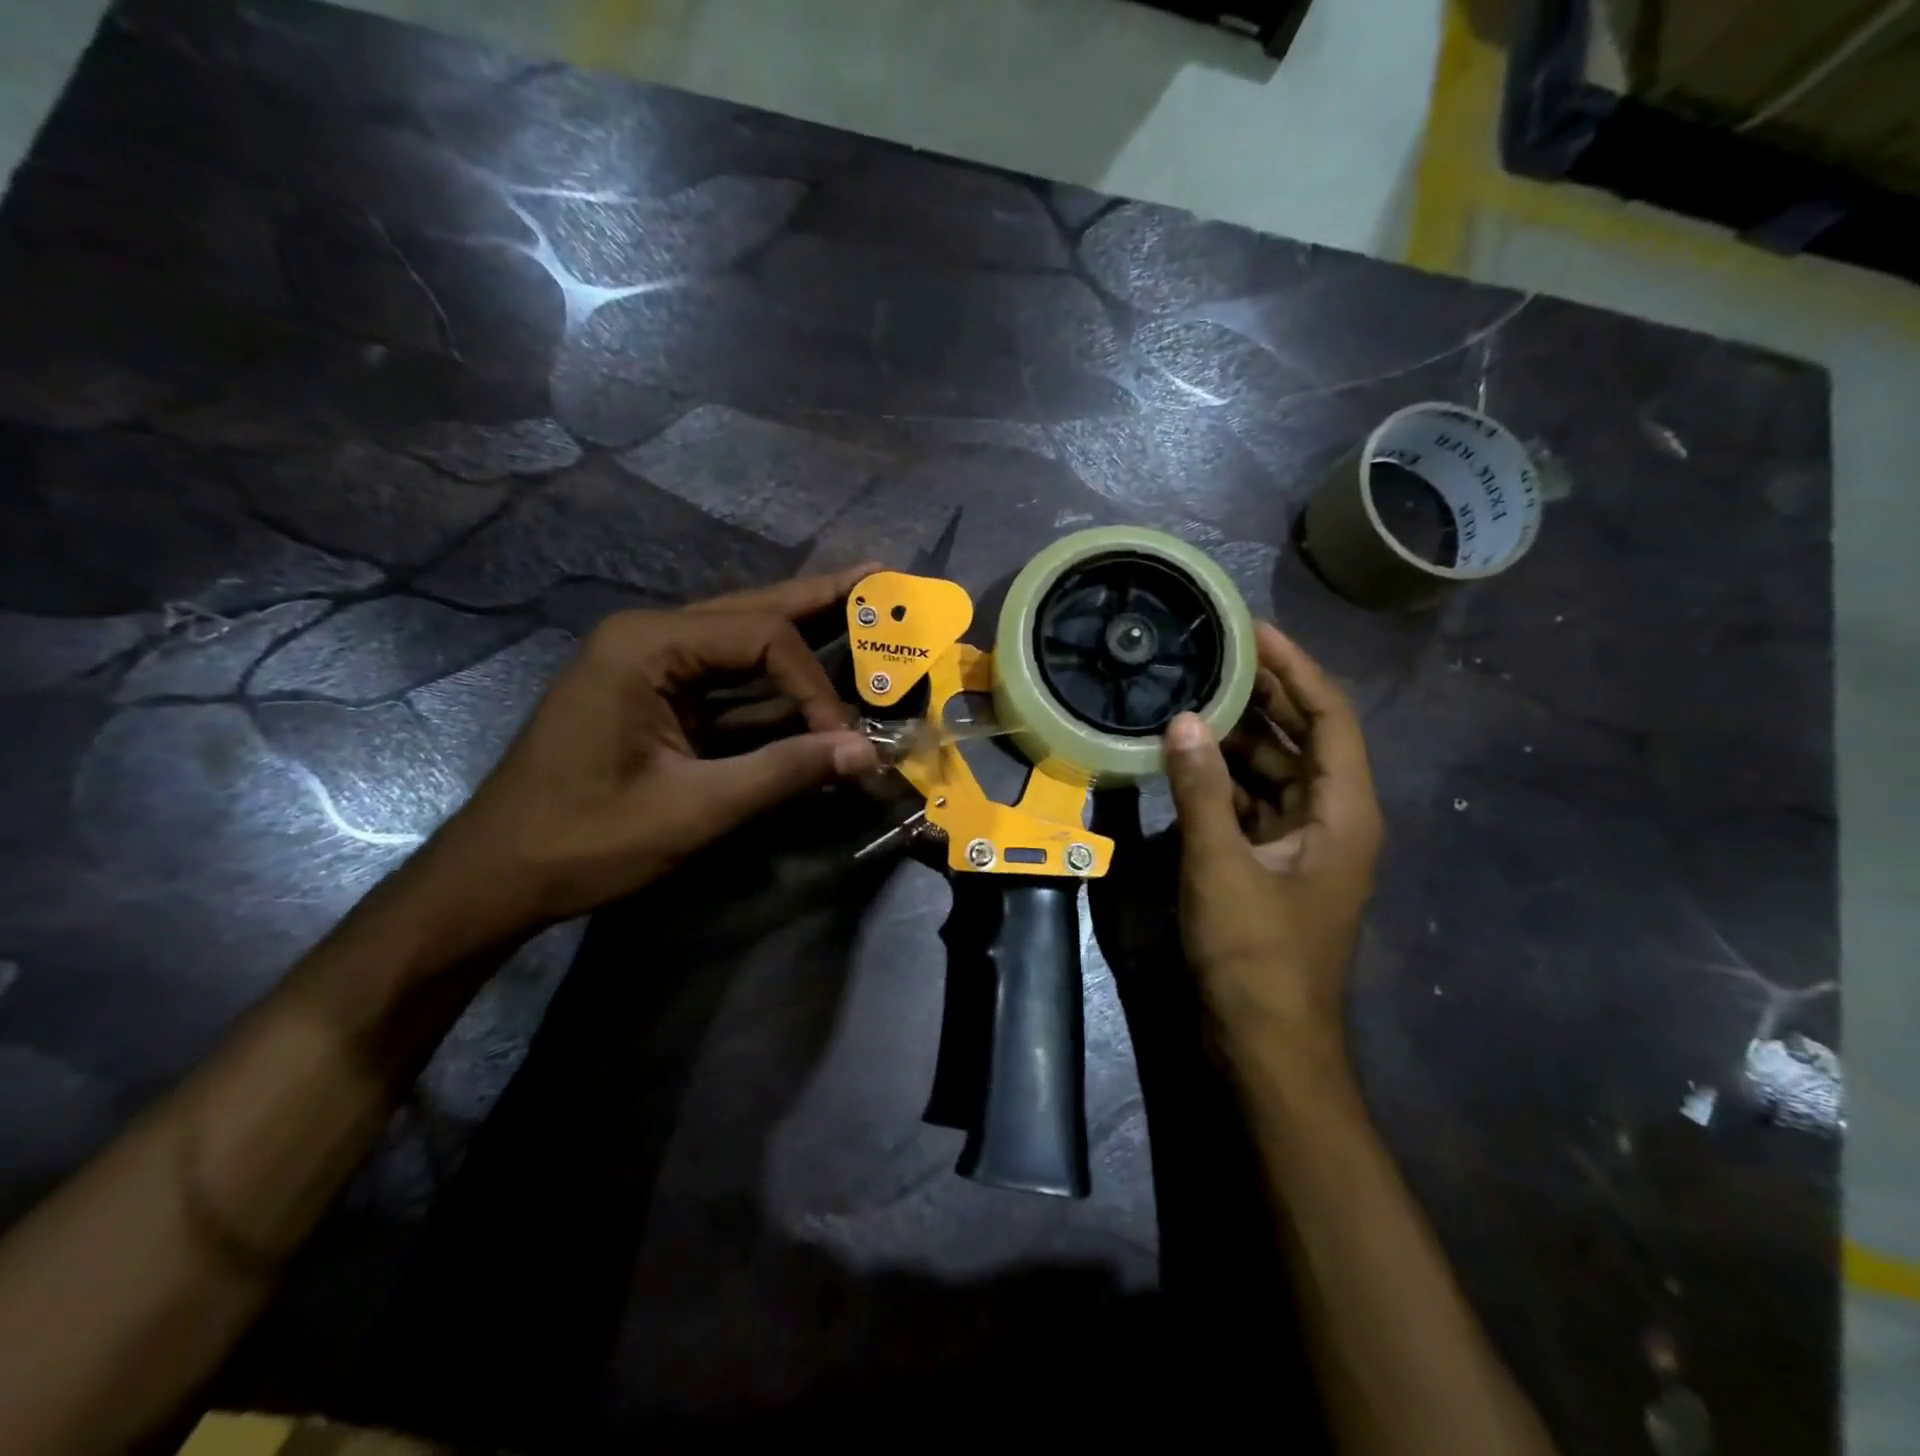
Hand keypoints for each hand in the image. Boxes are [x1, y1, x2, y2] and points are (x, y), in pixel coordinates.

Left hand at [422, 568, 882, 944]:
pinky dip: (773, 685)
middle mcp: (649, 637)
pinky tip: (813, 675)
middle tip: (881, 578)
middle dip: (820, 600)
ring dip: (801, 633)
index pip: (761, 637)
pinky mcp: (656, 698)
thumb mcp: (694, 810)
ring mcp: (649, 666)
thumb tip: (866, 753)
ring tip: (859, 605)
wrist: (499, 876)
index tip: (844, 741)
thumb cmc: (586, 840)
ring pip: (742, 640)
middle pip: (753, 611)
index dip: (814, 686)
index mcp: (647, 646)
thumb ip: (783, 773)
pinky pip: (728, 681)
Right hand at [1163, 623, 1382, 1047]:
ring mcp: (1302, 842)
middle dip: (1264, 694)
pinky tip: (1184, 758)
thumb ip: (1201, 789)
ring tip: (1189, 695)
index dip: (1295, 667)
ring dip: (1237, 736)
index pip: (1329, 716)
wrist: (1266, 1042)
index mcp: (1343, 811)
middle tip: (1213, 652)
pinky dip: (1222, 778)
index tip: (1252, 630)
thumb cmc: (1256, 955)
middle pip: (1303, 737)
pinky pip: (1252, 802)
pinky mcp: (1273, 863)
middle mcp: (1332, 818)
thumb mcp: (1221, 866)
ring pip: (1274, 770)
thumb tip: (1183, 720)